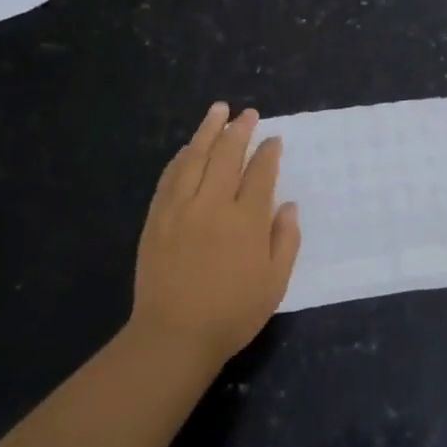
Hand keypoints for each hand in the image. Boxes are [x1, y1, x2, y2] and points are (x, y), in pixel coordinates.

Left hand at [131, 102, 301, 370]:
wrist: (174, 335)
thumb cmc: (232, 314)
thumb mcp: (275, 283)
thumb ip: (285, 240)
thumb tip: (288, 206)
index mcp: (247, 220)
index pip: (260, 173)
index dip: (268, 153)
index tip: (273, 139)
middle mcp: (213, 205)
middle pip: (227, 156)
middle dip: (240, 130)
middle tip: (248, 114)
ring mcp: (181, 208)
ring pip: (195, 158)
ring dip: (208, 131)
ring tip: (218, 110)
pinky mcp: (157, 217)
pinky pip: (170, 177)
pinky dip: (181, 157)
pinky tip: (187, 147)